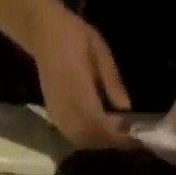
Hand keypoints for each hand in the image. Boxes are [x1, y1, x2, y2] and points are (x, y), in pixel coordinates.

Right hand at [27, 3, 131, 147]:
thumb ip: (112, 80)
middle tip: (126, 136)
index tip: (133, 136)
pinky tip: (97, 130)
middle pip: (91, 138)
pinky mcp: (53, 116)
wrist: (42, 32)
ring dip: (98, 141)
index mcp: (80, 92)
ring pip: (81, 140)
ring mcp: (58, 114)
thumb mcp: (100, 51)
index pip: (100, 124)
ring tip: (113, 133)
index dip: (116, 134)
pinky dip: (87, 138)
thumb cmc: (73, 36)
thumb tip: (126, 107)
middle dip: (109, 141)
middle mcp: (67, 109)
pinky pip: (72, 136)